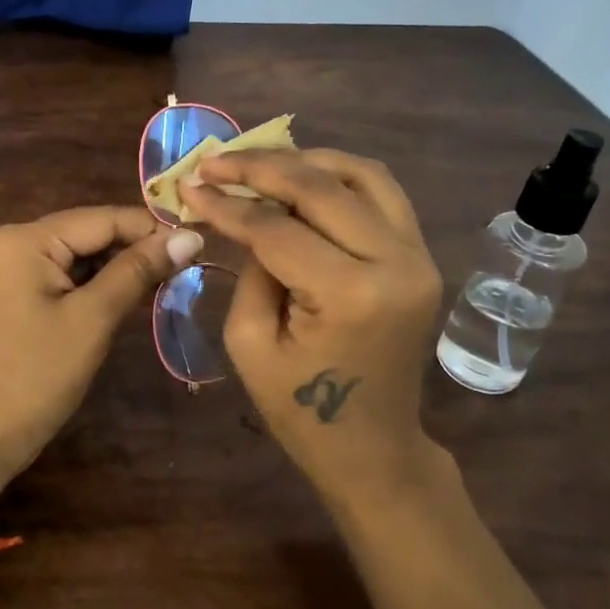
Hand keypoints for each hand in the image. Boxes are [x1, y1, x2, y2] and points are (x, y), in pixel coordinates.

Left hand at [0, 207, 203, 514]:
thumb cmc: (38, 375)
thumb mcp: (94, 318)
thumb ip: (139, 270)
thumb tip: (191, 237)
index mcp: (23, 240)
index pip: (100, 219)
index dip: (150, 230)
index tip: (196, 245)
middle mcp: (8, 242)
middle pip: (86, 233)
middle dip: (133, 250)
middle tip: (184, 269)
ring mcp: (4, 269)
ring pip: (74, 256)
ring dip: (115, 269)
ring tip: (162, 283)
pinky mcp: (7, 294)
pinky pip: (58, 276)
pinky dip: (91, 285)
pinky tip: (124, 297)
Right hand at [179, 150, 443, 490]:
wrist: (372, 447)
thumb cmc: (300, 411)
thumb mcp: (250, 342)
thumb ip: (249, 269)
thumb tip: (246, 215)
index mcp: (350, 294)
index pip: (277, 228)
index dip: (227, 204)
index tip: (189, 184)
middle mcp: (395, 262)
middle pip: (322, 187)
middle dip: (260, 167)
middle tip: (215, 162)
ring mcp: (418, 256)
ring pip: (361, 175)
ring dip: (305, 161)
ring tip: (256, 163)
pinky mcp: (421, 256)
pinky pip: (382, 194)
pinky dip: (338, 177)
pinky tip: (301, 179)